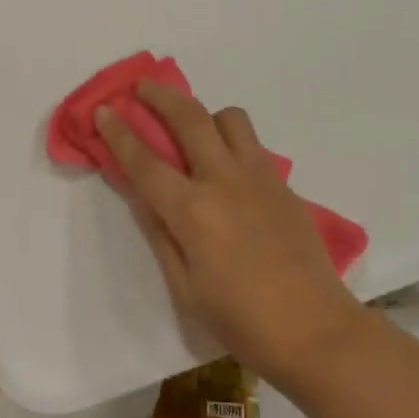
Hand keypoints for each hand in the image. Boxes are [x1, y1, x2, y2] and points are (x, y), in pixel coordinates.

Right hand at [95, 81, 361, 382]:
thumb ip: (161, 235)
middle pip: (190, 118)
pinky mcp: (284, 184)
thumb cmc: (241, 321)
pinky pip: (253, 146)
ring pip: (231, 119)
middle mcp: (225, 181)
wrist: (315, 330)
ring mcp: (260, 177)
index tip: (103, 110)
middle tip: (144, 87)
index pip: (146, 162)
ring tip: (195, 133)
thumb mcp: (185, 289)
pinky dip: (232, 142)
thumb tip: (141, 196)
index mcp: (193, 212)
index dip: (120, 133)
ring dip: (206, 115)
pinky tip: (228, 171)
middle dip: (161, 96)